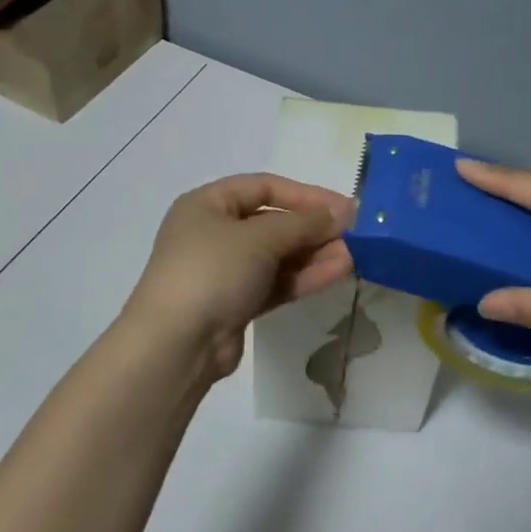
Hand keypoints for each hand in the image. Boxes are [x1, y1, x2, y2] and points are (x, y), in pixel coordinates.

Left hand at [123, 173, 354, 386]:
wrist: (176, 344)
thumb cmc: (212, 271)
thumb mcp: (259, 237)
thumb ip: (303, 223)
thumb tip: (341, 213)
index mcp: (207, 204)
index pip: (263, 187)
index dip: (305, 194)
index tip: (343, 206)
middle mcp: (214, 232)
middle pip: (273, 222)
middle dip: (313, 228)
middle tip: (354, 234)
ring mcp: (225, 270)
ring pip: (277, 255)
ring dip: (314, 253)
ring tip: (354, 255)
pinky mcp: (236, 303)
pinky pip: (275, 281)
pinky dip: (303, 276)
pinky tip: (337, 272)